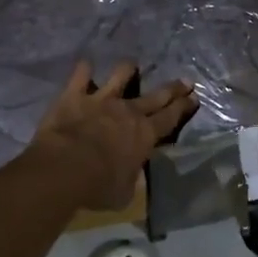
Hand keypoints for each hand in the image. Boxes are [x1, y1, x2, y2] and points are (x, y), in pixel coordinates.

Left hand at [26, 61, 195, 211]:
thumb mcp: (125, 192)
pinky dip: (84, 70)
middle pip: (156, 96)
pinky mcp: (74, 95)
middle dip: (172, 88)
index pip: (170, 118)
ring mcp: (101, 100)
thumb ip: (130, 177)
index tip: (193, 97)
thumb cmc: (99, 186)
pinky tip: (85, 64)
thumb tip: (131, 174)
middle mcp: (128, 111)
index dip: (183, 107)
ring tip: (131, 65)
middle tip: (185, 80)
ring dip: (127, 69)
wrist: (64, 169)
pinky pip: (80, 75)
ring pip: (120, 75)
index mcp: (145, 135)